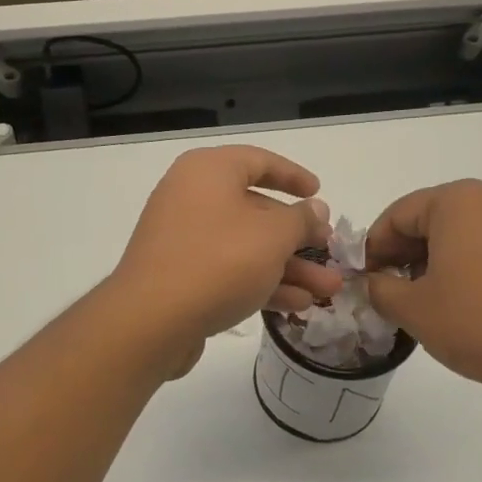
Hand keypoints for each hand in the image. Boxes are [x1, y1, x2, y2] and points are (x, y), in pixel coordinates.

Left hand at [110, 147, 341, 356]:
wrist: (151, 320)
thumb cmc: (218, 261)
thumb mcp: (273, 236)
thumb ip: (300, 219)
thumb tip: (315, 208)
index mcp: (208, 171)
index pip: (258, 161)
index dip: (293, 175)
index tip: (319, 191)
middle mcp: (191, 198)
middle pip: (256, 209)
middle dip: (298, 237)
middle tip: (330, 253)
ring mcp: (183, 239)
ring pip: (246, 246)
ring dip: (288, 267)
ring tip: (327, 290)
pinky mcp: (180, 276)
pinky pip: (228, 271)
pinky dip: (261, 283)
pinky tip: (297, 305)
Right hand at [365, 181, 481, 408]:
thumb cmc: (478, 323)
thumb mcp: (412, 308)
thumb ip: (379, 288)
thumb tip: (372, 282)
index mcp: (458, 201)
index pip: (397, 215)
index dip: (373, 248)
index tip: (364, 281)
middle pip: (429, 218)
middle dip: (403, 253)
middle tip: (389, 291)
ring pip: (459, 232)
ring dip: (432, 260)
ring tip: (422, 300)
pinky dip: (464, 264)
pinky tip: (458, 301)